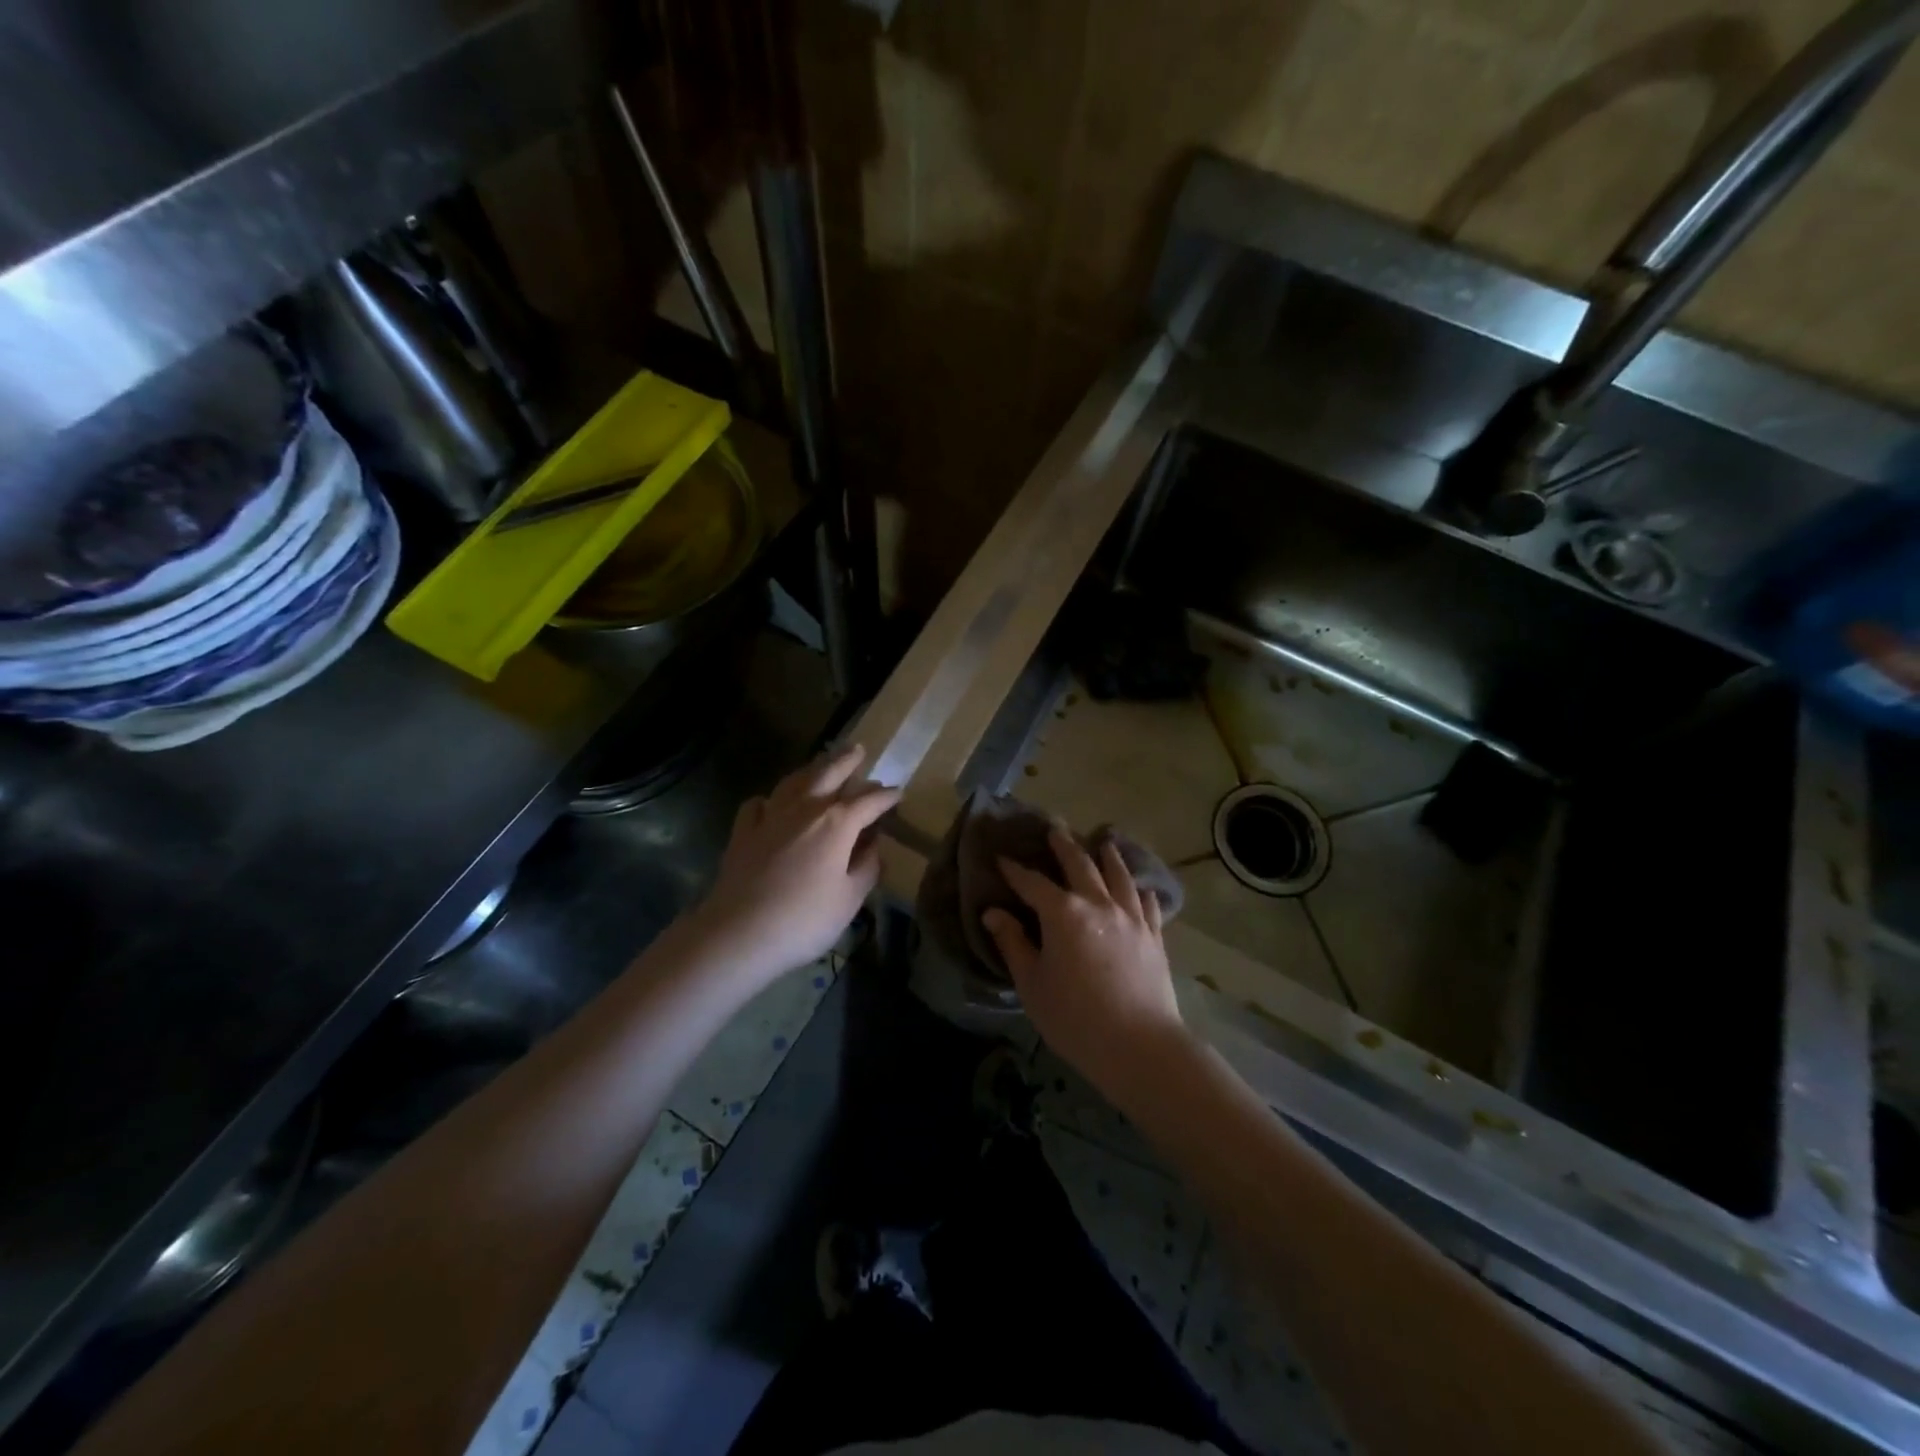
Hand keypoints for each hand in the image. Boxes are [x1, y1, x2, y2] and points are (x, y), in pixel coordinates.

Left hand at [689, 744, 898, 985]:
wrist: (740, 932)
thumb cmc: (805, 919)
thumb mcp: (850, 899)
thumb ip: (867, 868)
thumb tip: (874, 847)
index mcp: (837, 823)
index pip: (869, 801)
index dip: (887, 796)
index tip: (898, 793)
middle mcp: (805, 809)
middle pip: (829, 774)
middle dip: (847, 762)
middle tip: (858, 750)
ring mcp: (770, 817)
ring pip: (794, 781)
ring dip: (812, 769)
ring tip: (821, 764)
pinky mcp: (743, 832)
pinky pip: (759, 804)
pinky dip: (771, 799)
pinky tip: (772, 804)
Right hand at [980, 829, 1187, 1097]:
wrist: (1139, 1045)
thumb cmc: (1075, 1018)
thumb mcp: (1032, 984)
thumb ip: (1014, 944)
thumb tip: (994, 913)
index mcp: (1063, 913)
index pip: (1033, 883)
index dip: (1015, 870)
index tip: (1001, 858)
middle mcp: (1098, 904)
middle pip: (1080, 864)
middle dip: (1064, 845)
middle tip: (1055, 828)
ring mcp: (1131, 918)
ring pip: (1119, 876)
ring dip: (1109, 856)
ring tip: (1105, 842)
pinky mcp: (1154, 936)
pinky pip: (1148, 903)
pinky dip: (1140, 890)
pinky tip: (1140, 888)